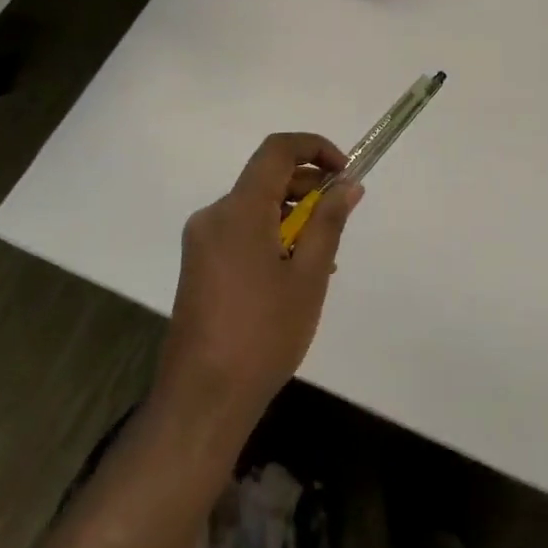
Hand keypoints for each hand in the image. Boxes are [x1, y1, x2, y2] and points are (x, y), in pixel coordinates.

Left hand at [157, 133, 365, 432]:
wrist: (202, 399)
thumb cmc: (263, 334)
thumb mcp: (308, 276)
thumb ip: (329, 222)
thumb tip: (349, 185)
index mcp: (238, 210)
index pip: (277, 150)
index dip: (314, 148)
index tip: (345, 171)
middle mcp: (214, 215)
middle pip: (265, 178)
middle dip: (308, 186)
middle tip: (341, 216)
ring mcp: (201, 242)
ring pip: (254, 206)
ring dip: (292, 214)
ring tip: (323, 255)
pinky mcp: (198, 265)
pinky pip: (241, 231)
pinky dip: (271, 234)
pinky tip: (294, 272)